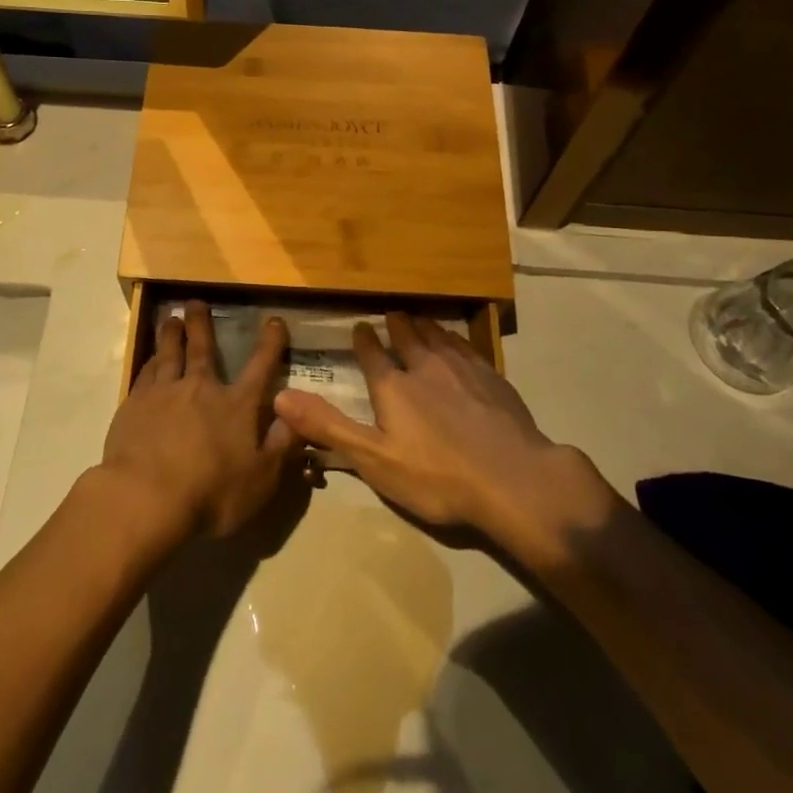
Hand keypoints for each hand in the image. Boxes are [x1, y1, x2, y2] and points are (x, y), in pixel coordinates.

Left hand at [100, 302, 300, 539]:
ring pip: (169, 353)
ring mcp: (164, 393)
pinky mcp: (134, 404)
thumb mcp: (261, 479)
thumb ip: (281, 446)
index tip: (273, 321)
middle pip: (203, 348)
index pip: (260, 367)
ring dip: (172, 334)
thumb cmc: (210, 494)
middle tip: (196, 303)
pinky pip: (145, 373)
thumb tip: (298, 416)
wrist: (146, 497)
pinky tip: (150, 358)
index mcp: (236, 405)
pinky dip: (150, 360)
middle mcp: (201, 388)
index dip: (270, 343)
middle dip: (202, 324)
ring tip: (171, 319)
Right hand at [273, 313, 615, 554]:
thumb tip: (279, 397)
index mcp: (394, 387)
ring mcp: (463, 370)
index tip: (360, 327)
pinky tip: (459, 343)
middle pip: (408, 339)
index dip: (365, 341)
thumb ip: (328, 427)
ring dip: (427, 327)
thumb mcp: (374, 459)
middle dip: (398, 325)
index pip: (373, 355)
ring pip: (440, 338)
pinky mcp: (493, 379)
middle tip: (392, 312)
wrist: (513, 479)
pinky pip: (468, 348)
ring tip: (421, 319)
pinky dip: (456, 340)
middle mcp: (426, 368)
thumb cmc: (437, 476)